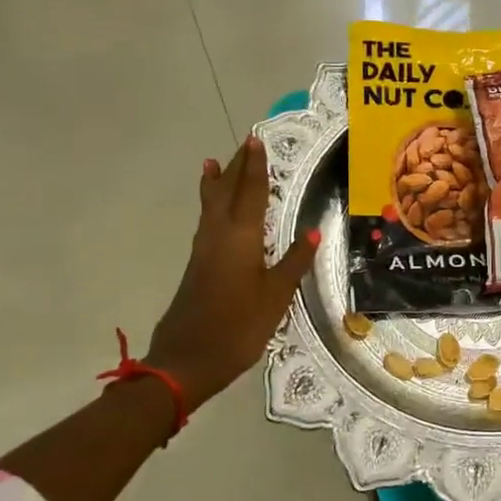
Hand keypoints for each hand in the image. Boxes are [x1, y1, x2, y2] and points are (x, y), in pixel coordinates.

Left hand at [147, 135, 317, 412]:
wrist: (188, 358)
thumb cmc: (239, 325)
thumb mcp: (276, 296)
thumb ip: (294, 262)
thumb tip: (313, 232)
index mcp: (241, 237)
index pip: (251, 193)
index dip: (256, 168)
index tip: (256, 142)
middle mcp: (219, 235)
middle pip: (227, 193)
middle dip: (236, 168)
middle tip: (243, 145)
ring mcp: (204, 251)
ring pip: (211, 206)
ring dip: (217, 183)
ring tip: (213, 164)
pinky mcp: (197, 266)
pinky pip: (206, 222)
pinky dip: (211, 205)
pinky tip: (214, 212)